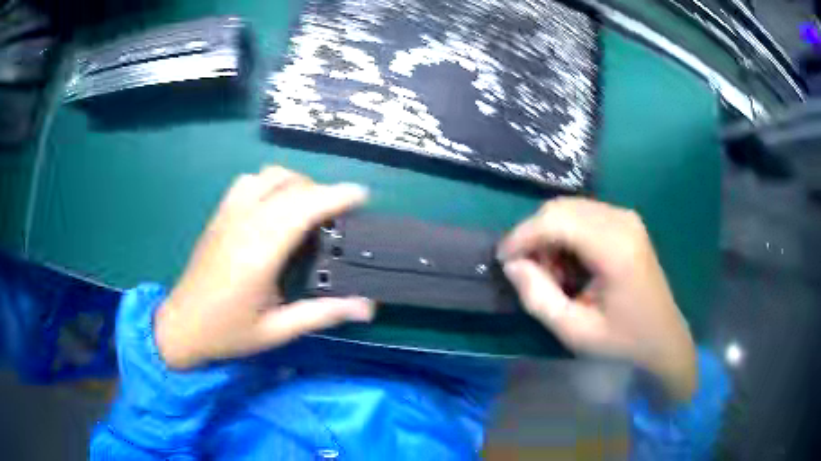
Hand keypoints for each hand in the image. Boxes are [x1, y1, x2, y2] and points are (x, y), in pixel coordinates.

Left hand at [155, 166, 373, 368]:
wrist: (182, 325)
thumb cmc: (228, 332)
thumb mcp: (277, 331)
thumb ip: (323, 314)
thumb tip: (368, 308)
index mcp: (260, 252)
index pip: (304, 208)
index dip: (336, 196)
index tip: (362, 196)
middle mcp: (245, 224)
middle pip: (292, 187)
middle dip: (323, 191)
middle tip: (341, 215)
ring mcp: (229, 215)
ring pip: (269, 176)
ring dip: (296, 183)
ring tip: (308, 208)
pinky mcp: (219, 215)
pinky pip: (248, 181)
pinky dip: (270, 183)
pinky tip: (275, 206)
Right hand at [498, 198, 696, 401]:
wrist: (663, 337)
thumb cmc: (623, 340)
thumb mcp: (575, 331)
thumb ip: (539, 298)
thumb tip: (513, 265)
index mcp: (615, 248)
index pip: (556, 220)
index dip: (522, 236)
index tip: (503, 261)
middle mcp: (621, 220)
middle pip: (560, 208)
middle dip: (534, 235)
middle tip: (529, 272)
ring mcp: (626, 217)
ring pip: (569, 208)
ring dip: (549, 235)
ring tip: (552, 273)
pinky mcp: (626, 221)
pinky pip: (583, 214)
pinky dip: (565, 234)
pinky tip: (570, 263)